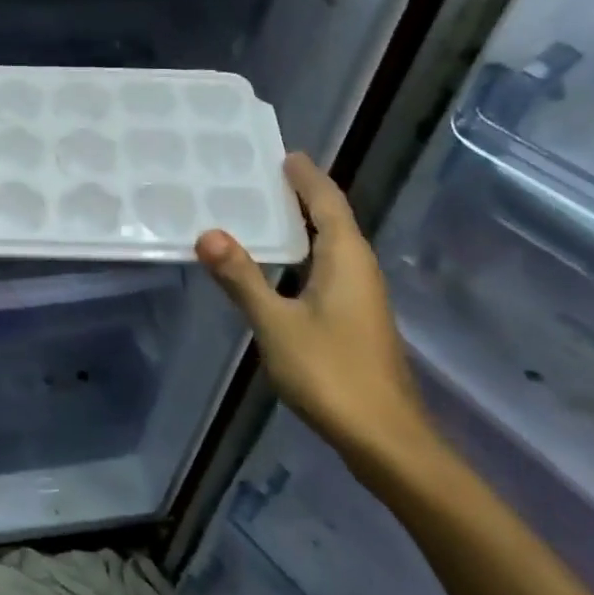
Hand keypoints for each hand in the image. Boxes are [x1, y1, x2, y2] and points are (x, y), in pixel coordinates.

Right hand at [195, 152, 436, 475]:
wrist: (385, 440)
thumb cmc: (331, 373)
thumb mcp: (276, 323)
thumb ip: (242, 278)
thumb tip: (208, 234)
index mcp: (346, 259)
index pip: (327, 202)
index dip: (306, 177)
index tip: (285, 154)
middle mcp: (359, 269)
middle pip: (332, 219)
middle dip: (303, 196)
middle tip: (262, 176)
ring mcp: (361, 297)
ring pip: (331, 247)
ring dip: (302, 226)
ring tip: (263, 213)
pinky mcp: (355, 321)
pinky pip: (327, 270)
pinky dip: (303, 255)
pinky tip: (278, 268)